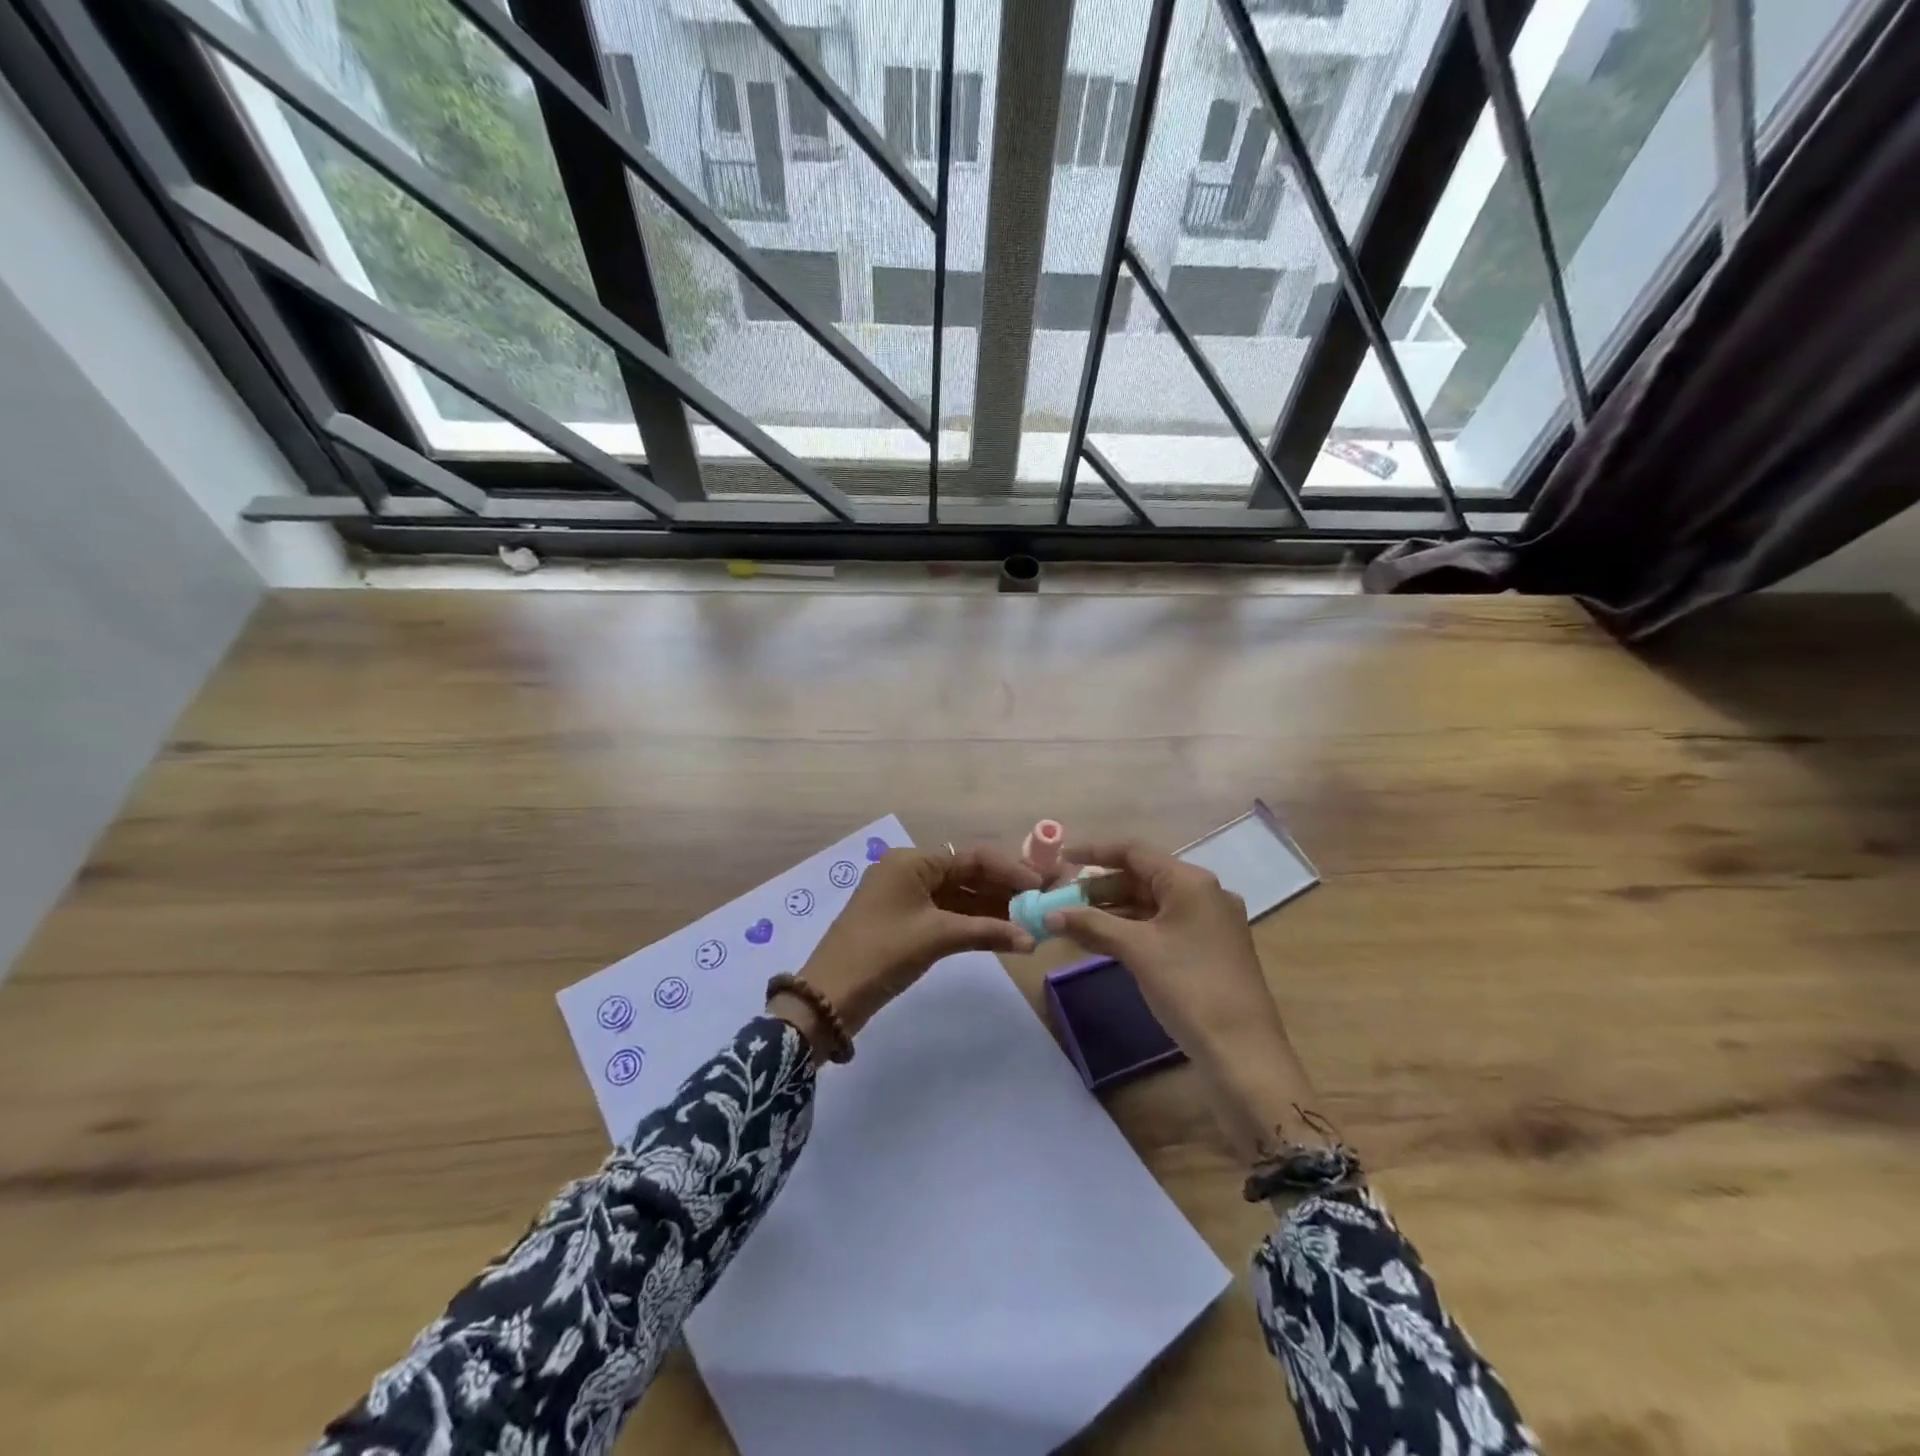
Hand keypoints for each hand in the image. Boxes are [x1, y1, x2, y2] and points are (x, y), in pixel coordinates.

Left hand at [773, 845, 1041, 1057]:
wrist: (829, 997)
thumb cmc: (883, 953)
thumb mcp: (937, 938)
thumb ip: (987, 932)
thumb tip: (1031, 940)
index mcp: (911, 861)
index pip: (970, 857)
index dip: (1008, 870)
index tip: (1040, 886)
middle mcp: (908, 871)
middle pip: (964, 874)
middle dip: (1002, 890)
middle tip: (1039, 904)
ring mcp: (904, 897)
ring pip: (956, 895)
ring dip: (989, 908)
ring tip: (1028, 921)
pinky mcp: (903, 922)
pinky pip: (944, 913)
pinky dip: (970, 923)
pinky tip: (999, 933)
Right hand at [1049, 840, 1326, 1164]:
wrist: (1243, 1052)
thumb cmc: (1189, 988)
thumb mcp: (1136, 951)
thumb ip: (1092, 925)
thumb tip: (1050, 915)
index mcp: (1191, 882)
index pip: (1134, 852)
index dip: (1094, 853)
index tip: (1060, 859)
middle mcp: (1204, 893)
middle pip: (1142, 877)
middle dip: (1100, 887)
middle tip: (1062, 899)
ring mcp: (1210, 922)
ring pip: (1152, 904)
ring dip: (1113, 910)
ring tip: (1074, 921)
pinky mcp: (1209, 949)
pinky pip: (1162, 926)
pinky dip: (1132, 929)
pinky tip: (1103, 941)